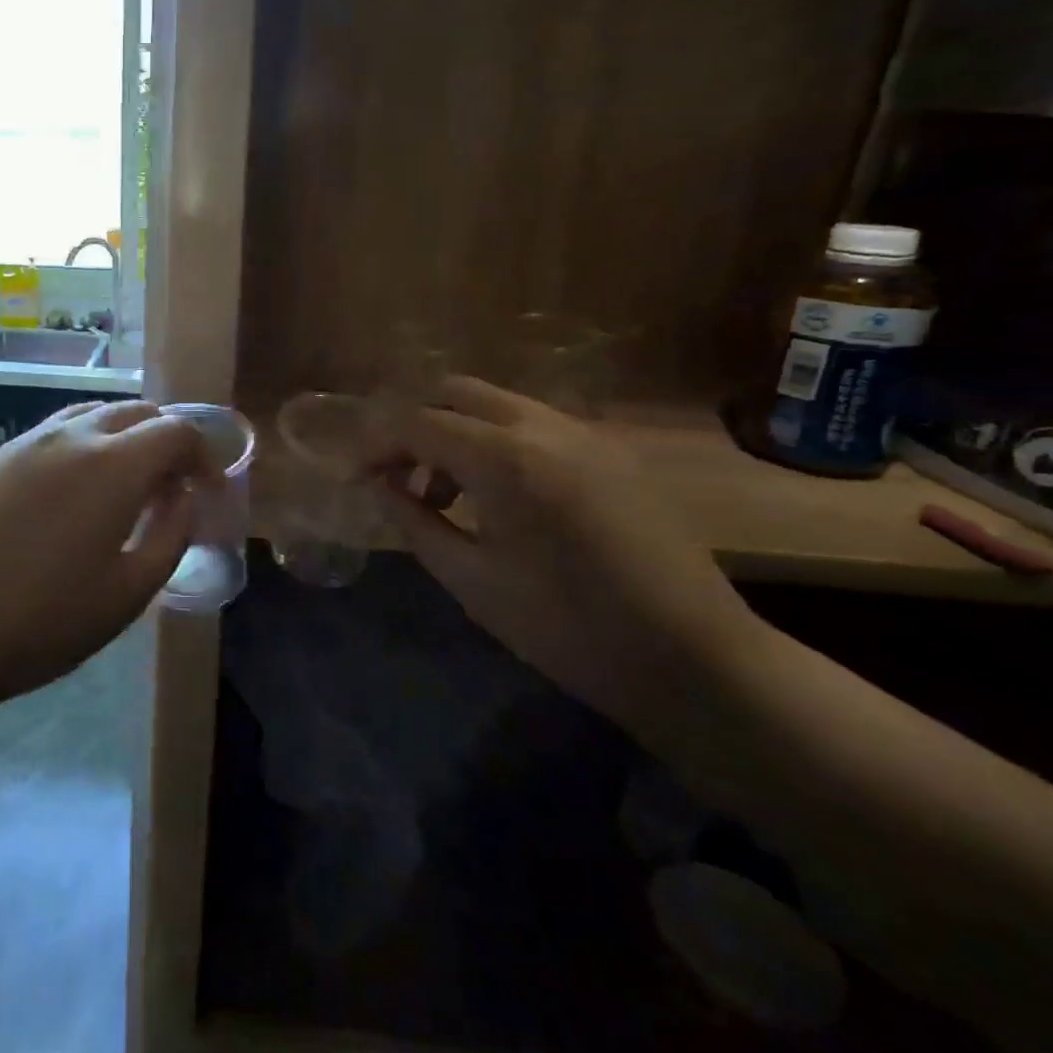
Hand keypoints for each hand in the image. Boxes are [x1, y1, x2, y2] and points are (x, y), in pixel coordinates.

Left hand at [0, 401, 215, 709]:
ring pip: (94, 415)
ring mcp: (28, 442)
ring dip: (125, 437)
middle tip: (173, 487)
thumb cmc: (40, 623)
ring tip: (128, 485)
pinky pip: (57, 432)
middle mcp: (71, 436)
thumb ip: (170, 534)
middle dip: (167, 440)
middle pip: (137, 412)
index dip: (203, 454)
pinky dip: (86, 444)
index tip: (209, 488)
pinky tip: (77, 490)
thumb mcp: (127, 594)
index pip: (176, 431)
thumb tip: (184, 496)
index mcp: (112, 464)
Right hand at [373, 378, 762, 721]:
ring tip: (442, 496)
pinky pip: (534, 425)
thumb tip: (381, 486)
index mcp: (506, 459)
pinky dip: (496, 443)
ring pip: (496, 404)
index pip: (418, 422)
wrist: (695, 660)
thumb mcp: (471, 580)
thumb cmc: (567, 628)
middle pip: (455, 392)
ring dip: (455, 433)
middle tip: (397, 476)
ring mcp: (585, 434)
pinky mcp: (611, 452)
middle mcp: (545, 427)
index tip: (357, 477)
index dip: (376, 444)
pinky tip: (497, 498)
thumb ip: (414, 522)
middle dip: (414, 424)